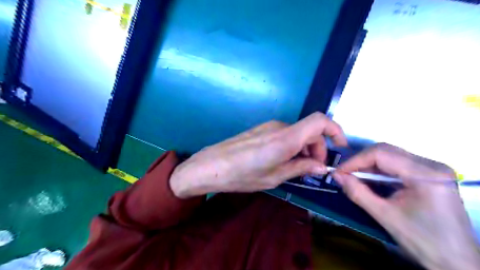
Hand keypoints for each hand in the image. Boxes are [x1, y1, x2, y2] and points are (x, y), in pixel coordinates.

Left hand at [171, 112, 347, 197]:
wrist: (210, 166)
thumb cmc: (242, 175)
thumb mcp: (275, 176)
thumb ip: (300, 168)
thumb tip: (321, 166)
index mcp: (286, 138)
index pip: (319, 121)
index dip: (335, 131)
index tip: (339, 148)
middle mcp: (279, 127)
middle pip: (309, 131)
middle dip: (317, 149)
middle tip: (311, 171)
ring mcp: (268, 127)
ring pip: (297, 134)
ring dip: (303, 150)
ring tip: (295, 170)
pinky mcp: (261, 130)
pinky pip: (284, 135)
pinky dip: (291, 147)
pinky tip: (282, 162)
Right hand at [335, 144, 479, 269]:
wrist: (458, 262)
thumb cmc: (423, 241)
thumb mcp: (385, 216)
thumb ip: (357, 192)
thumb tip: (336, 175)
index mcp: (425, 174)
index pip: (381, 153)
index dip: (356, 160)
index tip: (339, 172)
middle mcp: (431, 164)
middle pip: (386, 151)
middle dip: (361, 161)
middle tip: (344, 174)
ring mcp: (432, 168)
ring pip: (390, 156)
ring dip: (369, 166)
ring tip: (353, 177)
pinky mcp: (429, 174)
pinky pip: (397, 165)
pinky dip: (379, 171)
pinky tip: (369, 180)